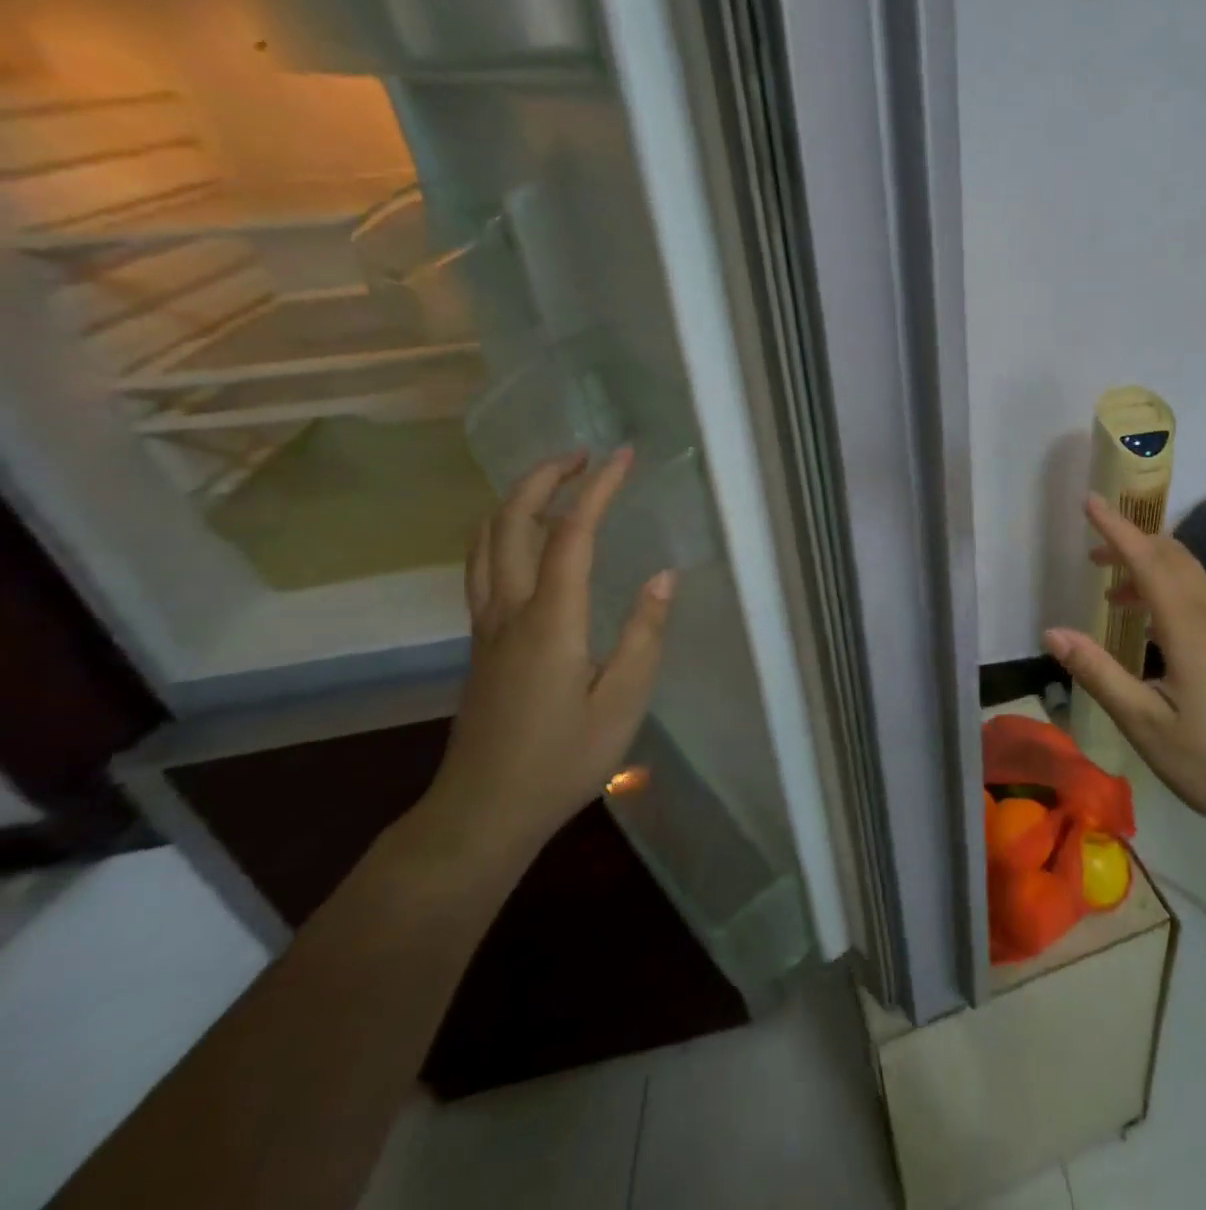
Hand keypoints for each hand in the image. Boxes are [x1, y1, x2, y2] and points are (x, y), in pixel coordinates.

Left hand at [422, 448, 675, 855]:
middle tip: (584, 455)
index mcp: (550, 620)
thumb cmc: (563, 759)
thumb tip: (664, 576)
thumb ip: (645, 634)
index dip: (598, 489)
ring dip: (518, 499)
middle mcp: (509, 609)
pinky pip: (483, 564)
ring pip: (487, 540)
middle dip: (545, 477)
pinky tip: (528, 538)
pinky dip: (504, 530)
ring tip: (558, 483)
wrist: (483, 811)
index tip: (623, 456)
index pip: (572, 535)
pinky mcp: (481, 640)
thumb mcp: (624, 702)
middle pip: (512, 522)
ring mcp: (487, 624)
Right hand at [1043, 494, 1205, 838]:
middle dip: (1131, 542)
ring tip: (1111, 591)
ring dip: (1149, 567)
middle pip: (1173, 556)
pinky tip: (1151, 625)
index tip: (1088, 500)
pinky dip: (1168, 590)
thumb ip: (1099, 673)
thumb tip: (1052, 633)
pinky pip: (1200, 597)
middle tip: (1092, 553)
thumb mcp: (1146, 725)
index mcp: (1190, 627)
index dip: (1115, 528)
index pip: (1147, 560)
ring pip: (1189, 575)